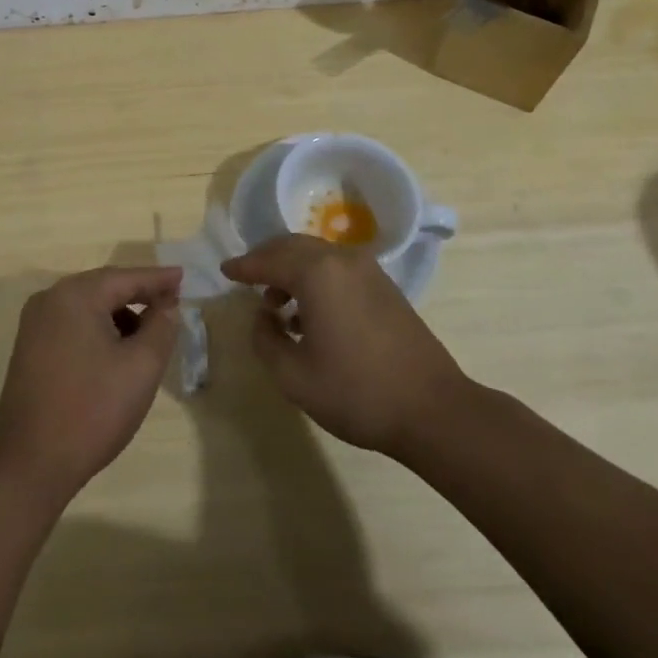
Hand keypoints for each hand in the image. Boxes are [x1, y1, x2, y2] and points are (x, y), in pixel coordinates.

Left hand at [0, 265, 182, 502]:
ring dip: (120, 316)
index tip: (183, 277)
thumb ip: (160, 328)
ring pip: (88, 308)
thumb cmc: (92, 410)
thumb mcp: (141, 367)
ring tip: (149, 334)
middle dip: (139, 295)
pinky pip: (73, 325)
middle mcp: (50, 300)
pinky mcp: (29, 349)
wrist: (29, 464)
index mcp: (75, 296)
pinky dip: (99, 330)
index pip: (125, 277)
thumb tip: (166, 306)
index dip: (158, 279)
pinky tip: (117, 353)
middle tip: (172, 302)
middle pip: (104, 288)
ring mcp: (35, 325)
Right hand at [222, 234, 472, 458]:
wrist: (432, 410)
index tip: (224, 271)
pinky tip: (310, 312)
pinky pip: (337, 268)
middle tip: (246, 278)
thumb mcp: (294, 376)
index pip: (269, 259)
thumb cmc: (356, 392)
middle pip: (293, 247)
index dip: (243, 266)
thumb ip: (266, 339)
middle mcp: (342, 260)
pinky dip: (315, 278)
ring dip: (291, 269)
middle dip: (266, 259)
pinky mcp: (385, 287)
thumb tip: (263, 316)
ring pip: (317, 255)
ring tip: (276, 303)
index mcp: (317, 273)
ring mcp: (368, 271)